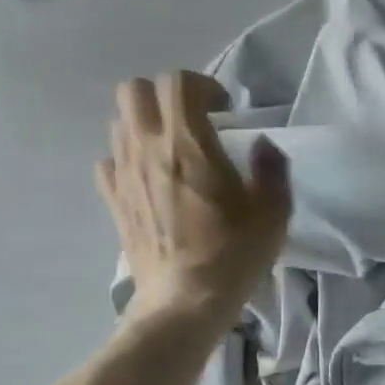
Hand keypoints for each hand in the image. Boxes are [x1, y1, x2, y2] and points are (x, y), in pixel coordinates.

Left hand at [97, 72, 289, 331]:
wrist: (184, 301)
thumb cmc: (234, 253)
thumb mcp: (274, 212)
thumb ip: (272, 169)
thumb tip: (263, 144)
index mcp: (189, 144)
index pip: (178, 83)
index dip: (203, 85)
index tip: (224, 109)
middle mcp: (147, 149)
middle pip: (134, 90)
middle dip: (165, 96)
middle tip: (194, 120)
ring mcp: (123, 174)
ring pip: (119, 122)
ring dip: (146, 124)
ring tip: (174, 150)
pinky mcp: (112, 200)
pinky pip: (109, 159)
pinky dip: (128, 157)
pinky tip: (152, 178)